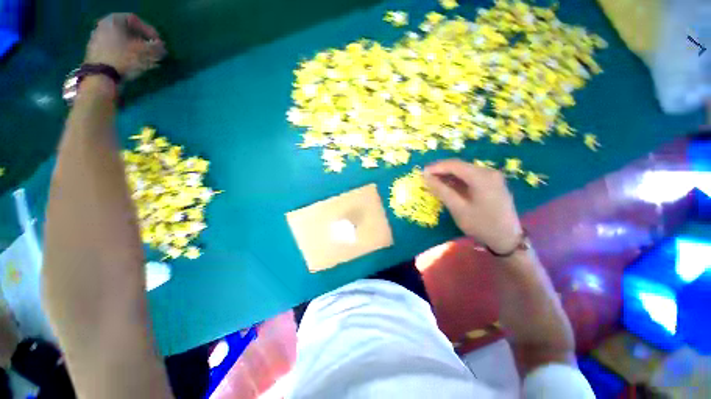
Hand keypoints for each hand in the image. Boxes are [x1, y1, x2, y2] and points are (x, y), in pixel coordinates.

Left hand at [85, 13, 165, 80]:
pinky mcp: (95, 54)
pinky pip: (114, 50)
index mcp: (113, 20)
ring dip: (134, 49)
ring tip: (145, 60)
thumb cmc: (123, 59)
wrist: (100, 78)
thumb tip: (162, 47)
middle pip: (127, 31)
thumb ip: (156, 48)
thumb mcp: (145, 53)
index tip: (158, 43)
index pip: (135, 20)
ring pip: (121, 41)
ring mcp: (96, 40)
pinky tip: (133, 64)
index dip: (149, 31)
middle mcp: (103, 26)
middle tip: (152, 51)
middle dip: (141, 41)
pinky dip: (125, 55)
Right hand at [424, 159, 522, 253]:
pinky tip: (449, 187)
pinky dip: (458, 180)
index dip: (436, 167)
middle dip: (441, 171)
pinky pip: (471, 176)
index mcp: (481, 177)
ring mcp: (492, 177)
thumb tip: (426, 177)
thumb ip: (441, 190)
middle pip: (460, 166)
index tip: (422, 174)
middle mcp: (488, 172)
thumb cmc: (481, 225)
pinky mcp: (492, 183)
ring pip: (464, 171)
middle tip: (426, 179)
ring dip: (449, 176)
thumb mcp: (458, 208)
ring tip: (434, 183)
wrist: (507, 239)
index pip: (454, 165)